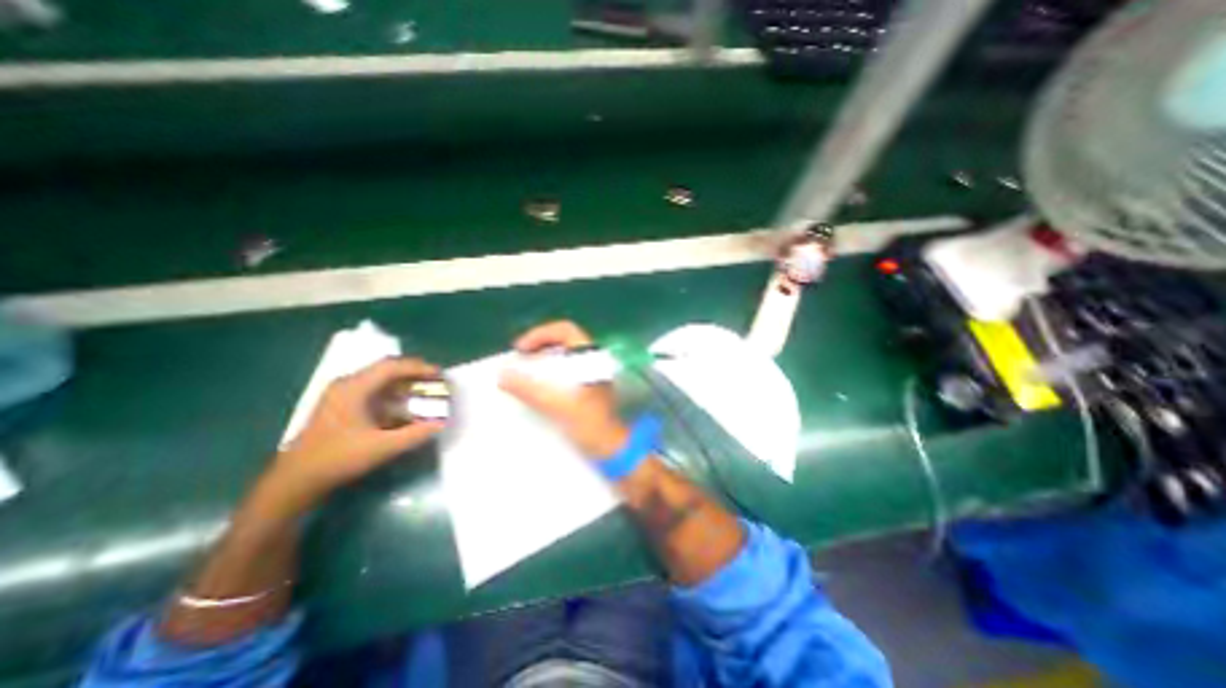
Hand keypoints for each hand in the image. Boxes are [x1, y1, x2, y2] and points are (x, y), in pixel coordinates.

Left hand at [269, 361, 448, 500]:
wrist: (295, 481)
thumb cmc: (337, 459)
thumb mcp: (381, 447)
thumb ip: (415, 434)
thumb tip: (442, 423)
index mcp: (353, 388)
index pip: (391, 367)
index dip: (418, 367)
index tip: (439, 374)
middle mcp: (347, 385)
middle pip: (386, 370)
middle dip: (413, 374)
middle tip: (435, 381)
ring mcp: (342, 396)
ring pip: (380, 381)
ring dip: (404, 384)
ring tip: (425, 392)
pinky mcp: (342, 407)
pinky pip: (374, 392)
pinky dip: (393, 395)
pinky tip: (405, 407)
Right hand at [501, 320, 630, 459]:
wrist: (613, 447)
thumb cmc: (591, 424)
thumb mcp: (558, 406)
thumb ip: (530, 390)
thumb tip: (502, 375)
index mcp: (590, 357)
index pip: (564, 330)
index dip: (540, 334)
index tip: (520, 349)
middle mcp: (591, 360)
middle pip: (562, 341)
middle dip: (537, 347)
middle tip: (518, 360)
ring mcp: (590, 373)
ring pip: (563, 356)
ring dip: (542, 360)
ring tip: (523, 373)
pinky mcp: (587, 387)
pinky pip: (564, 370)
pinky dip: (548, 373)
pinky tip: (537, 387)